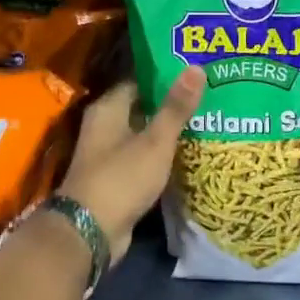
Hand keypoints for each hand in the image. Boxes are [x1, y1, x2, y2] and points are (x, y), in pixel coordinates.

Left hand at [57, 68, 204, 263]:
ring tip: (207, 119)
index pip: (139, 80)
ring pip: (144, 133)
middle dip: (172, 103)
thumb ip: (176, 107)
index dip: (167, 75)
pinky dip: (163, 154)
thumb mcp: (155, 141)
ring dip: (169, 130)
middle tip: (208, 95)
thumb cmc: (121, 178)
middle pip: (143, 106)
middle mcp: (105, 126)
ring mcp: (110, 154)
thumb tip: (196, 67)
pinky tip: (190, 151)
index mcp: (108, 109)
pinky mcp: (118, 177)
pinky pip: (144, 157)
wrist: (91, 231)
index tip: (196, 72)